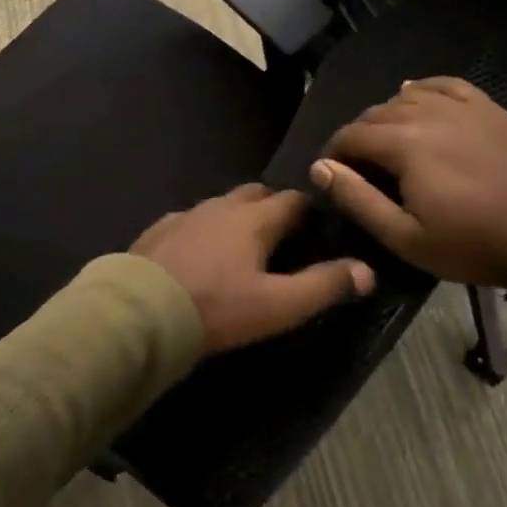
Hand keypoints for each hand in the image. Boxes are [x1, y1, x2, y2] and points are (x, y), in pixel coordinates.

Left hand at [131, 185, 374, 354]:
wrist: (140, 312)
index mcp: (254, 219)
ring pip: (220, 206)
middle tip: (282, 237)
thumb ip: (323, 286)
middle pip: (255, 194)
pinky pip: (189, 221)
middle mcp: (220, 207)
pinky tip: (198, 255)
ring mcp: (185, 215)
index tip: (318, 227)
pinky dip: (202, 231)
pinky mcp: (157, 230)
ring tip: (241, 247)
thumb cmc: (216, 307)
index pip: (292, 201)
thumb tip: (366, 270)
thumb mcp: (278, 305)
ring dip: (235, 218)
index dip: (309, 211)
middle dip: (272, 207)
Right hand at [310, 78, 506, 289]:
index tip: (332, 174)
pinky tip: (416, 96)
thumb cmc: (470, 244)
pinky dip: (424, 89)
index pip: (352, 135)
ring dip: (387, 115)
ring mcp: (463, 108)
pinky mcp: (489, 110)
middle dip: (359, 136)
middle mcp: (429, 114)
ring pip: (408, 97)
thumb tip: (320, 168)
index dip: (334, 153)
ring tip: (387, 141)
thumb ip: (357, 199)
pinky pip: (446, 85)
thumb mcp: (404, 236)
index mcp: (405, 144)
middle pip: (376, 113)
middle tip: (359, 167)